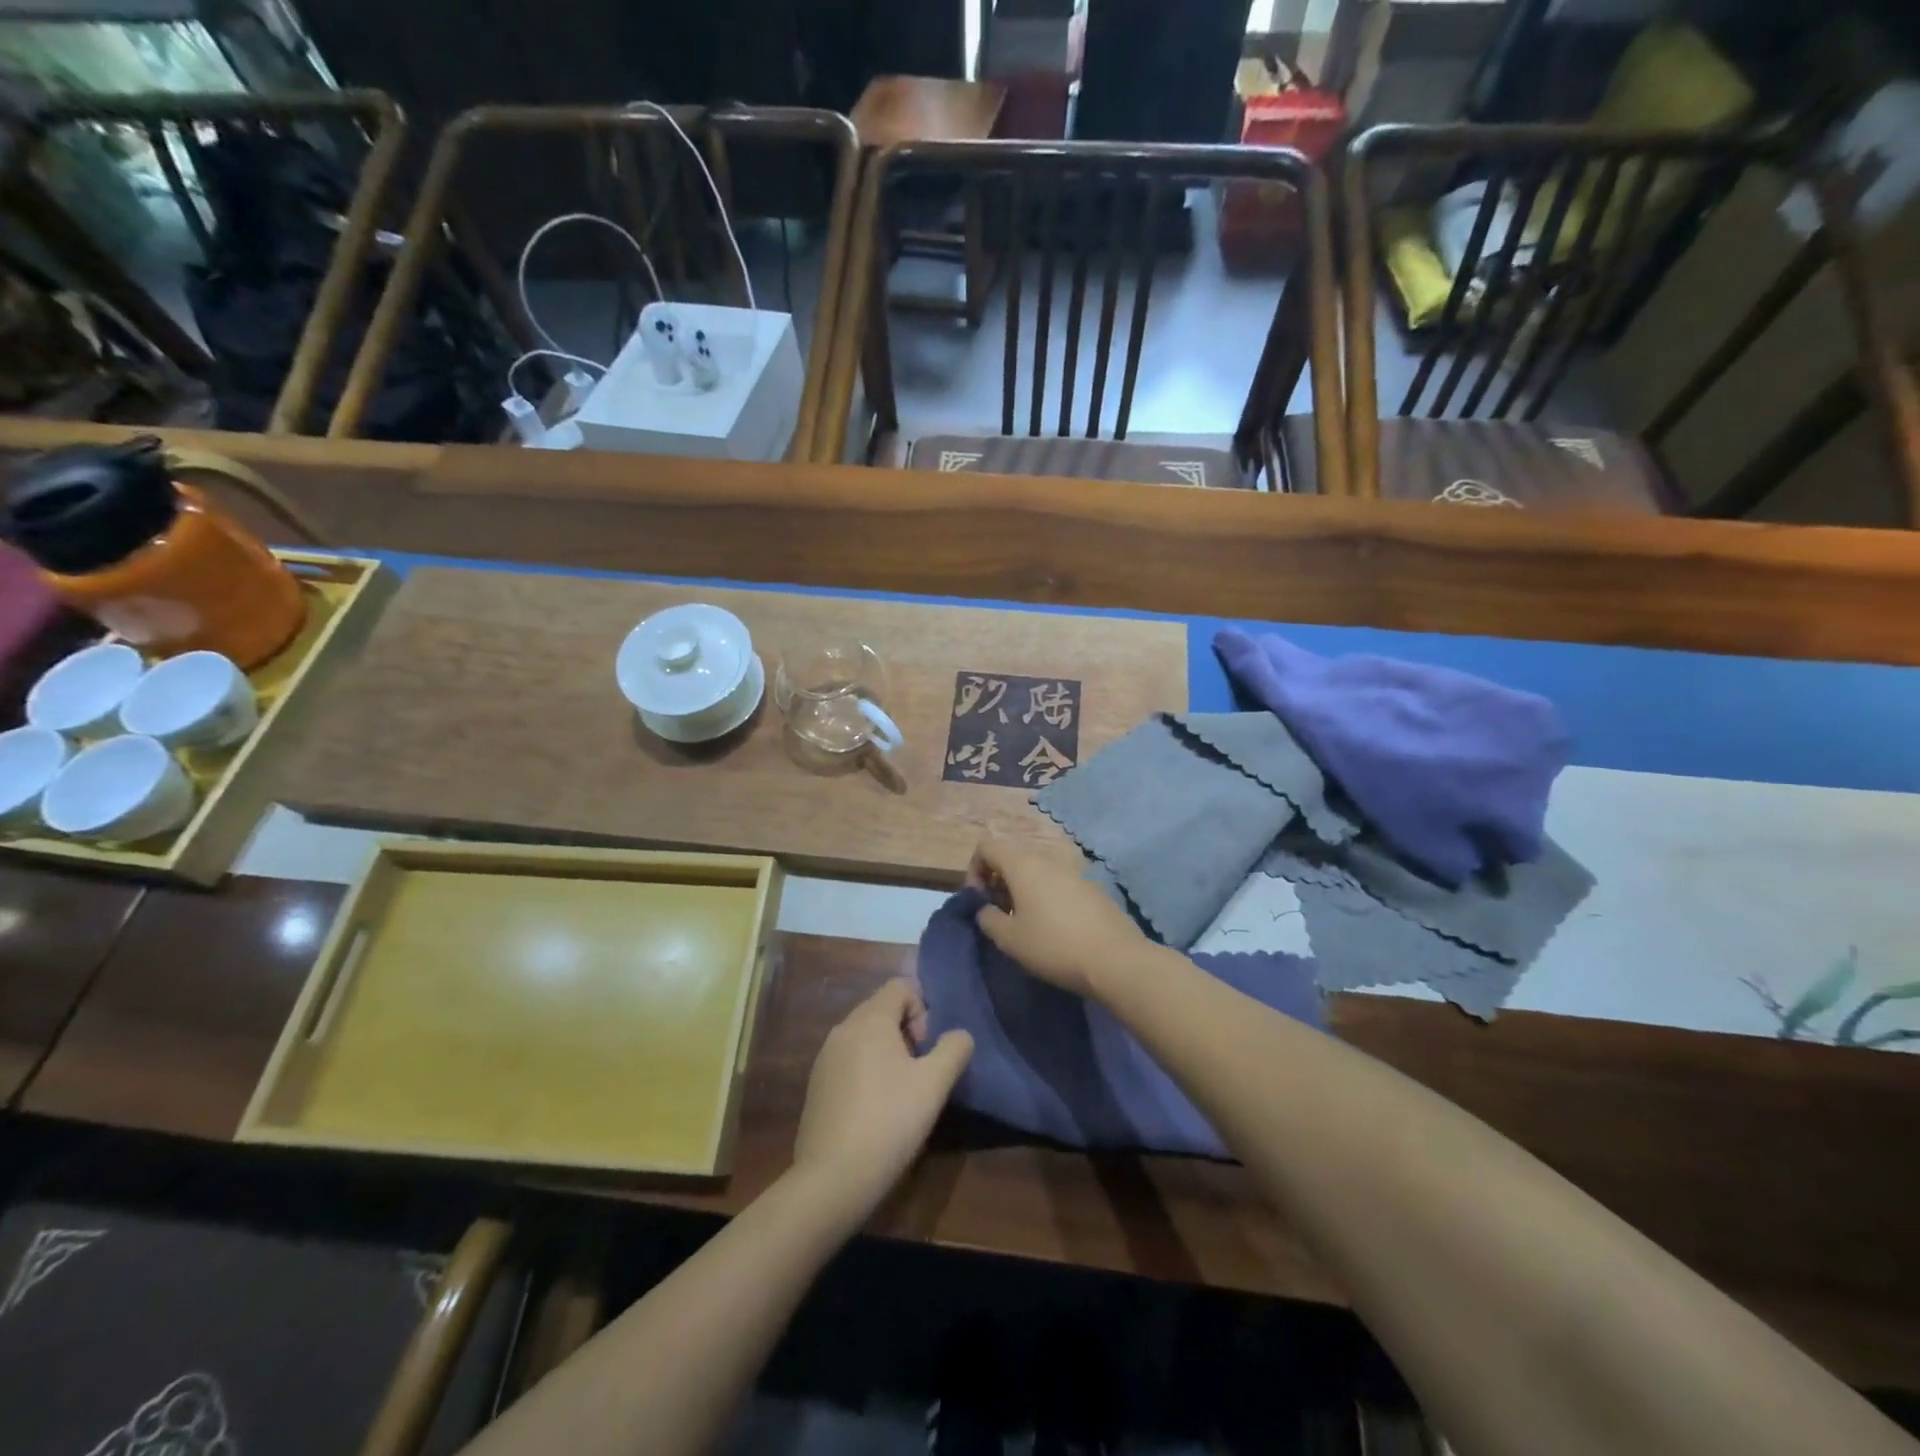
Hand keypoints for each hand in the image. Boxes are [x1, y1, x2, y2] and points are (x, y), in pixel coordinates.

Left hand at [791, 979, 972, 1222]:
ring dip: (887, 1052)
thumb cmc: (889, 1122)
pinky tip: (875, 1110)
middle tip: (919, 1073)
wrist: (832, 1178)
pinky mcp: (816, 1085)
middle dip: (907, 1032)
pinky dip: (867, 1070)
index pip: (901, 986)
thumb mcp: (934, 1084)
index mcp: (869, 1019)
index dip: (923, 1010)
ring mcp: (824, 1057)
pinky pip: (849, 1059)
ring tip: (899, 1094)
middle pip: (882, 1009)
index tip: (927, 1050)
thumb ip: (954, 1049)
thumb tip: (959, 1035)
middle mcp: (843, 1028)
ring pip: (865, 1036)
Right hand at [969, 836, 1147, 998]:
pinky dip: (1046, 896)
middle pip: (1012, 856)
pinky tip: (1054, 927)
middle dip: (998, 881)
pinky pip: (1058, 882)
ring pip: (1036, 870)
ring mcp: (1073, 871)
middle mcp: (1047, 859)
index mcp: (1023, 865)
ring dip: (1022, 889)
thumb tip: (986, 909)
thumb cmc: (1053, 946)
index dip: (974, 870)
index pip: (986, 846)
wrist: (1115, 960)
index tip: (980, 900)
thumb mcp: (1009, 939)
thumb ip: (987, 918)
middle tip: (1000, 914)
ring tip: (1026, 923)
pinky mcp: (1091, 887)